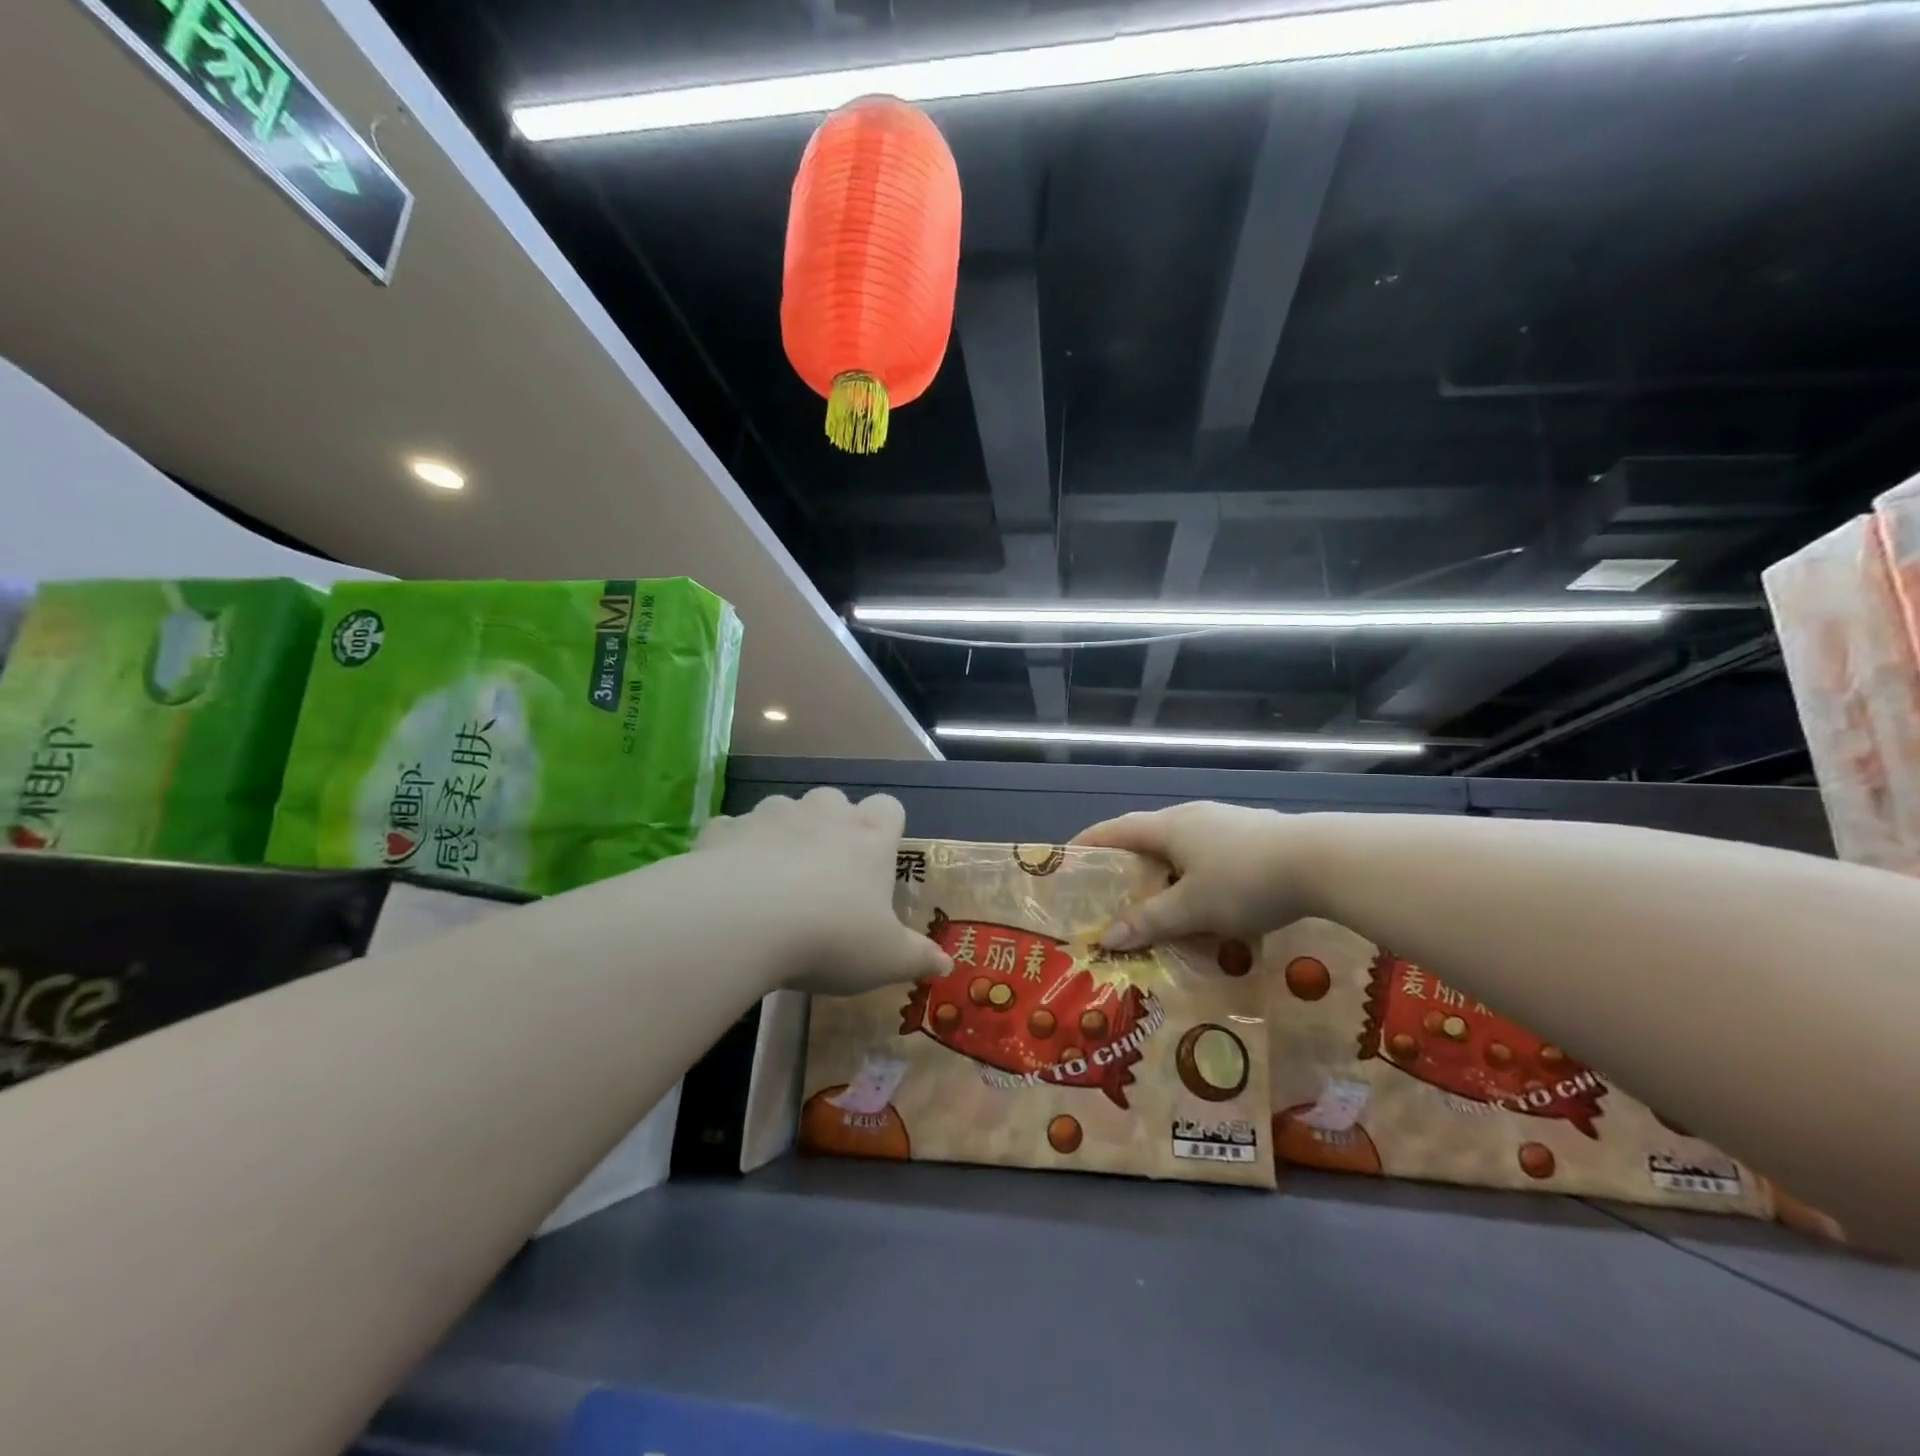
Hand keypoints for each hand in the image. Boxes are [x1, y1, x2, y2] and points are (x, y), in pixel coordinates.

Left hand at [694, 787, 951, 994]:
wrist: (741, 921)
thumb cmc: (830, 936)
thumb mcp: (885, 959)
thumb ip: (917, 958)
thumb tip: (945, 964)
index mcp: (868, 837)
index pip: (889, 807)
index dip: (886, 828)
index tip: (877, 860)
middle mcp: (823, 813)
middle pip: (835, 800)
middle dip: (832, 826)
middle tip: (826, 874)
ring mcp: (771, 815)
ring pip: (784, 810)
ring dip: (784, 834)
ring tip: (776, 879)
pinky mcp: (725, 829)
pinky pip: (735, 830)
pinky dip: (737, 849)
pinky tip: (732, 885)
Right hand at [1073, 802, 1307, 949]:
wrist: (1323, 862)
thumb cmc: (1244, 880)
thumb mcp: (1193, 908)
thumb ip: (1149, 921)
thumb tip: (1105, 939)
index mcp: (1169, 826)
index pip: (1116, 829)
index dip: (1090, 842)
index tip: (1068, 858)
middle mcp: (1193, 817)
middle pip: (1149, 838)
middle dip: (1130, 866)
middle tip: (1115, 894)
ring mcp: (1227, 824)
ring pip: (1184, 850)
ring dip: (1168, 876)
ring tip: (1164, 906)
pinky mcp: (1255, 837)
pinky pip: (1212, 858)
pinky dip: (1199, 880)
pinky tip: (1213, 907)